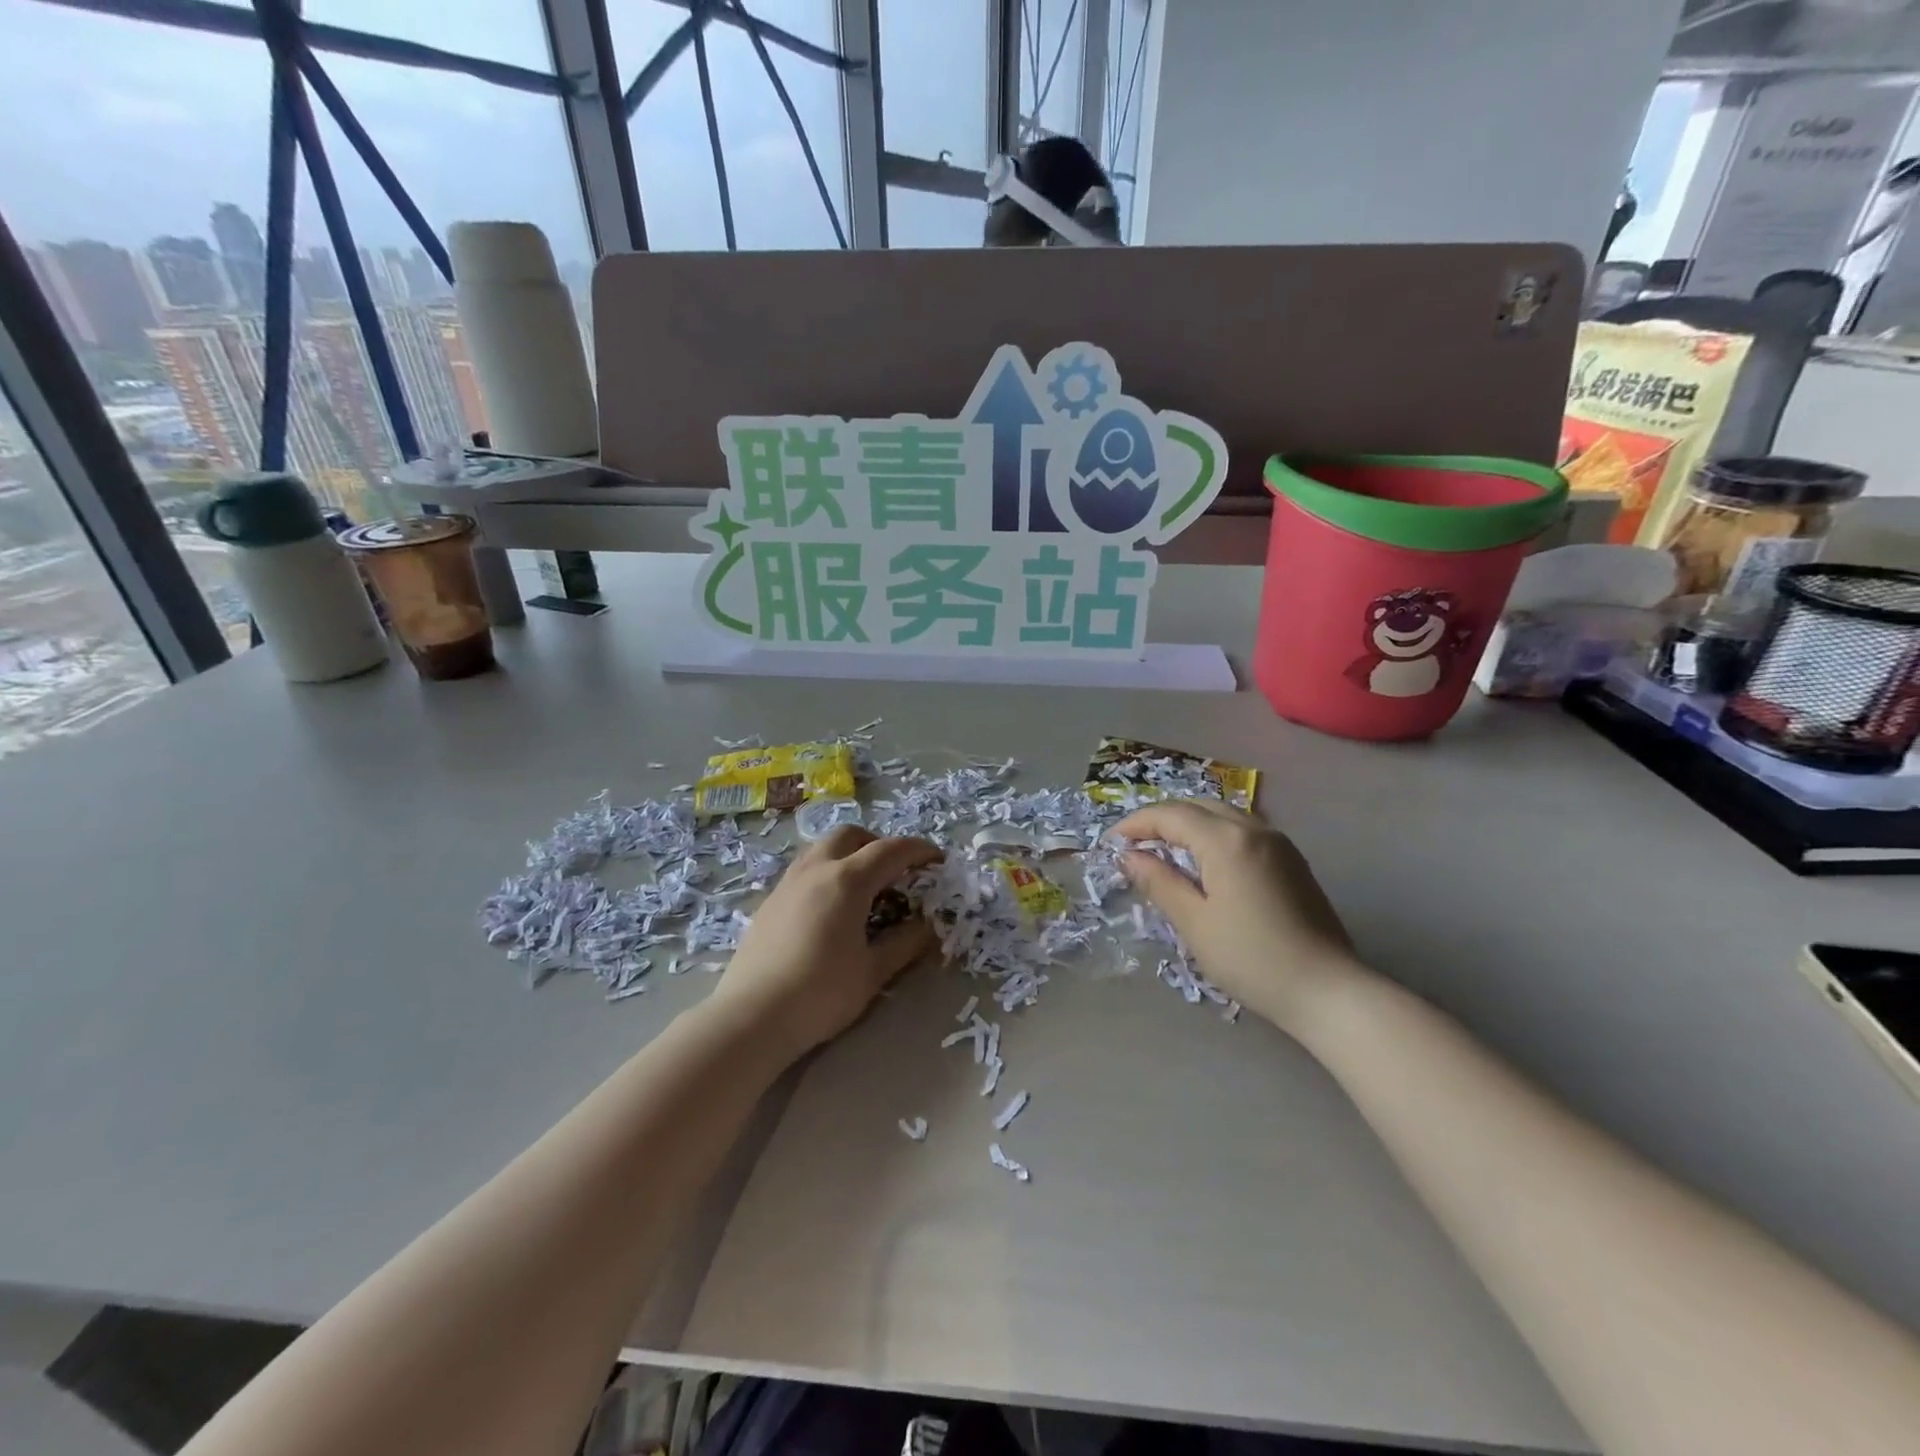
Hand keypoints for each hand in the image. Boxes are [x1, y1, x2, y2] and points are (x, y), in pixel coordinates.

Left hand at [709, 826, 941, 1062]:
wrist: (751, 1017)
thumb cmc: (820, 994)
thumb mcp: (873, 972)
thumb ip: (905, 943)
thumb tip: (929, 926)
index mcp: (847, 881)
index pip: (891, 850)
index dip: (919, 850)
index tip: (938, 860)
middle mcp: (816, 870)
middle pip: (851, 835)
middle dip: (879, 844)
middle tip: (896, 872)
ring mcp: (788, 883)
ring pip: (823, 848)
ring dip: (850, 854)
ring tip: (864, 888)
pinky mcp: (770, 901)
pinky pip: (805, 869)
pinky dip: (827, 872)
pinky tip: (831, 908)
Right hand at [1113, 798, 1358, 1034]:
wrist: (1327, 990)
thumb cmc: (1251, 959)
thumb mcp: (1194, 923)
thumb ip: (1159, 882)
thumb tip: (1129, 856)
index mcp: (1226, 840)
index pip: (1171, 815)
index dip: (1136, 824)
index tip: (1110, 842)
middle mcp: (1254, 829)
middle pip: (1197, 806)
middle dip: (1161, 818)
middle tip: (1133, 842)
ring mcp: (1278, 842)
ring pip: (1222, 814)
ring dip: (1188, 823)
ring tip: (1163, 849)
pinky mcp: (1291, 860)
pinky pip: (1242, 830)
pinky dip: (1213, 834)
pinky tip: (1203, 861)